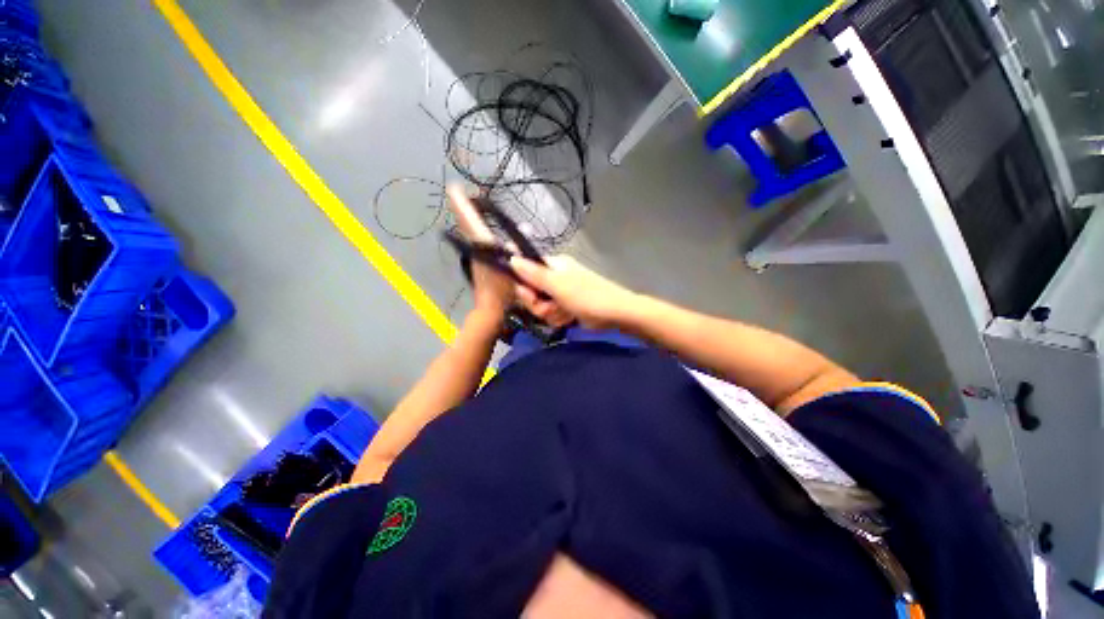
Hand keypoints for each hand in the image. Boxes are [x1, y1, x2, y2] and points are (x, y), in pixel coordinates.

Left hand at [445, 185, 514, 319]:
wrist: (491, 306)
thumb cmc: (504, 290)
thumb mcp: (515, 271)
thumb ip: (515, 254)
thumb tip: (517, 238)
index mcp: (485, 247)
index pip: (472, 222)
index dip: (463, 205)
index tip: (453, 188)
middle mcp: (476, 247)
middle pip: (465, 223)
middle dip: (459, 206)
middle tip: (454, 190)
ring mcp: (475, 254)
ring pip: (466, 230)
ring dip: (463, 214)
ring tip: (461, 200)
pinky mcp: (477, 259)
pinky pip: (472, 237)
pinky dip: (470, 225)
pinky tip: (473, 222)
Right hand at [510, 255, 638, 329]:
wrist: (616, 314)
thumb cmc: (587, 296)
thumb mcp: (558, 285)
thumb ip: (533, 274)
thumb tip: (511, 258)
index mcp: (552, 265)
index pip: (524, 271)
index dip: (524, 286)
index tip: (530, 296)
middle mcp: (553, 276)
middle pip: (531, 292)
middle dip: (539, 305)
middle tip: (552, 307)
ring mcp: (560, 292)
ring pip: (540, 306)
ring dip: (550, 314)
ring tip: (565, 314)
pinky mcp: (565, 305)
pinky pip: (551, 313)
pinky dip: (558, 318)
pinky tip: (569, 318)